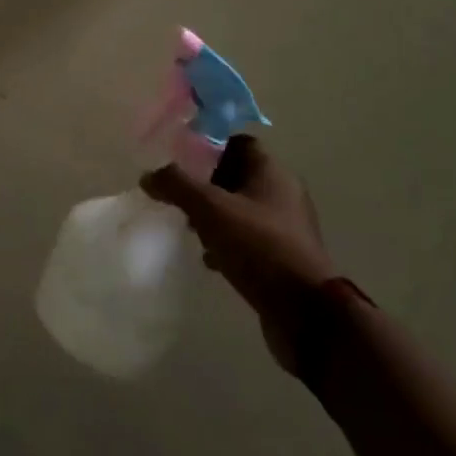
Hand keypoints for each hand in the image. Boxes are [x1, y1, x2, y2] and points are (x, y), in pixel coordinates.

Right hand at [141, 135, 333, 374]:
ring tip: (189, 228)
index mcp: (272, 171)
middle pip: (237, 176)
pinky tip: (209, 259)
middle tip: (179, 196)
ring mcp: (285, 227)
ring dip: (215, 216)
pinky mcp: (283, 257)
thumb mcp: (210, 209)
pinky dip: (227, 243)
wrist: (305, 313)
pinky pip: (248, 239)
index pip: (237, 142)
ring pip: (241, 210)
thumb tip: (149, 175)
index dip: (208, 146)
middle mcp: (283, 193)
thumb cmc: (259, 246)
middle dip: (206, 184)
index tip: (179, 159)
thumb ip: (177, 186)